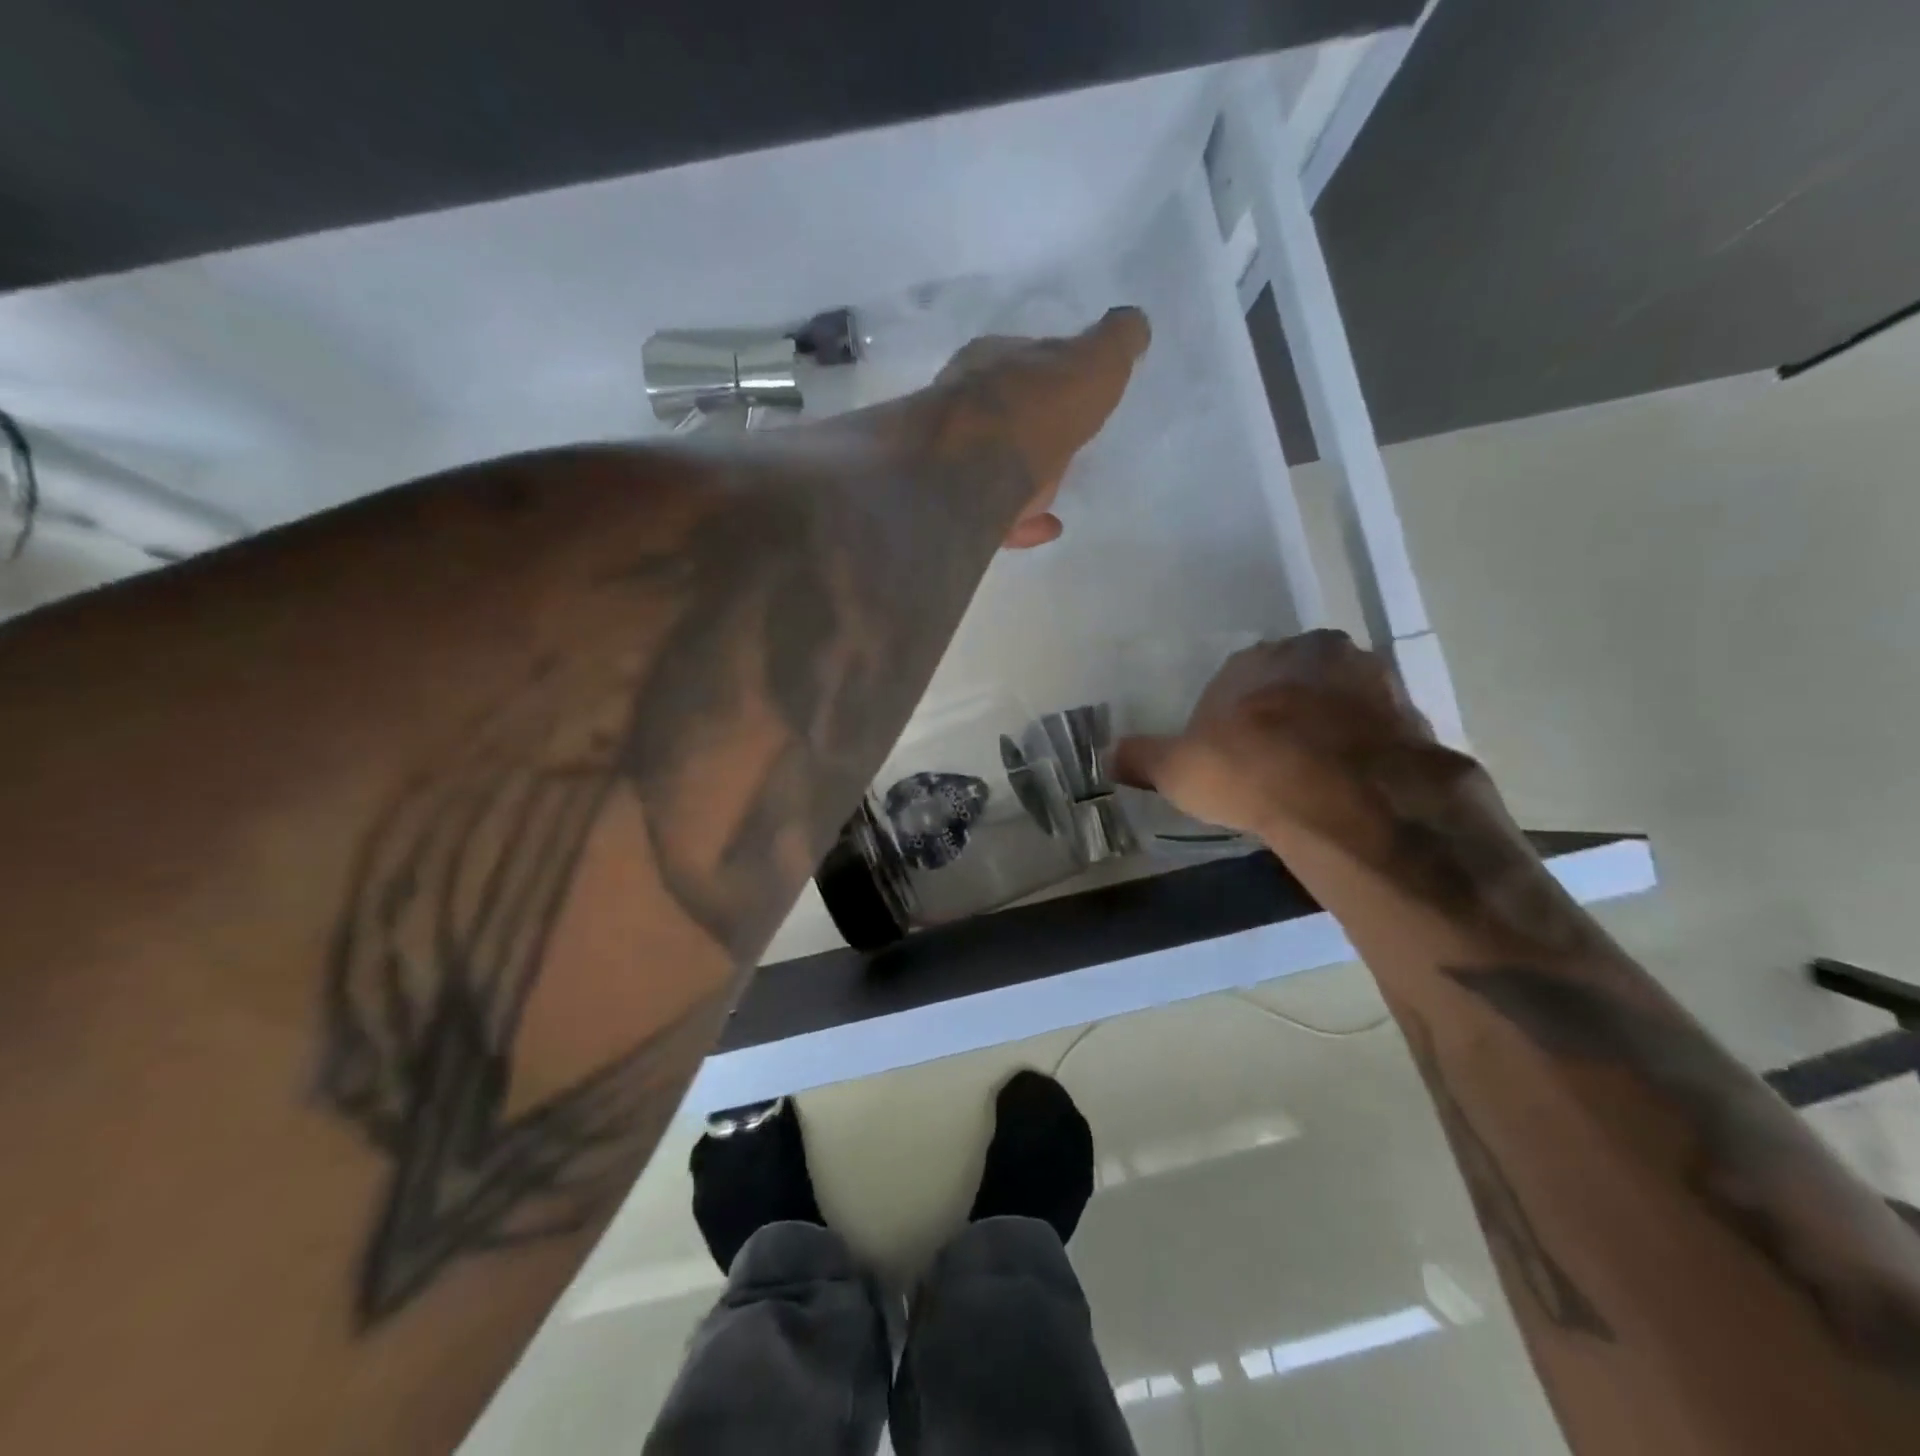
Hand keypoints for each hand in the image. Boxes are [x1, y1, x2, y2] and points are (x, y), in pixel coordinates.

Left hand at [928, 307, 1150, 548]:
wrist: (967, 476)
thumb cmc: (1033, 412)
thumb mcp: (1091, 366)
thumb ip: (1113, 344)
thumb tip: (1134, 322)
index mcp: (990, 359)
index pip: (1024, 360)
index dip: (1051, 374)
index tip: (1073, 392)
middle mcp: (959, 401)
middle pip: (1002, 412)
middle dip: (1028, 425)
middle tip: (1061, 444)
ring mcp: (947, 456)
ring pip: (989, 463)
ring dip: (1020, 475)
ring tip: (1054, 492)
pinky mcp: (949, 503)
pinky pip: (990, 512)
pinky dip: (1018, 519)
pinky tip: (1043, 527)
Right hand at [1112, 630, 1466, 847]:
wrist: (1345, 797)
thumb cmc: (1249, 770)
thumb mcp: (1178, 771)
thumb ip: (1144, 758)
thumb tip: (1109, 755)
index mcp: (1255, 659)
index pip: (1237, 679)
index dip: (1231, 716)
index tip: (1229, 751)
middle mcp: (1315, 654)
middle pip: (1294, 681)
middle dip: (1284, 711)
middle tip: (1274, 760)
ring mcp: (1372, 680)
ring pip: (1342, 700)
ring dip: (1330, 726)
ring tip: (1316, 776)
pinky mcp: (1414, 714)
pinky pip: (1380, 730)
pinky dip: (1367, 751)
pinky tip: (1353, 786)